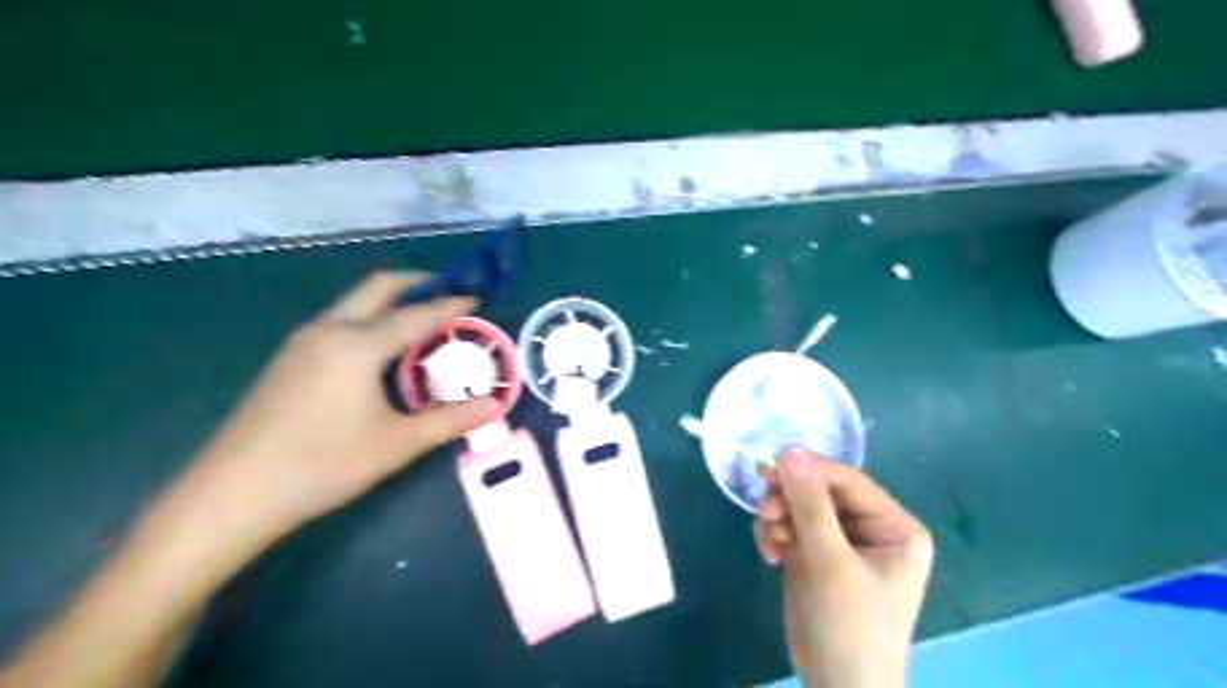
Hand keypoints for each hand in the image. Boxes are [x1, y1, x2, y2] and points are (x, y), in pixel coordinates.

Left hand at [178, 274, 502, 546]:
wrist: (232, 494)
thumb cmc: (323, 464)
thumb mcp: (397, 444)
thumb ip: (450, 420)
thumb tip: (494, 406)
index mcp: (358, 344)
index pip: (416, 314)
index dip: (450, 306)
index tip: (476, 300)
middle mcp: (329, 330)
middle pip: (377, 287)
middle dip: (415, 283)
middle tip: (446, 294)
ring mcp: (302, 342)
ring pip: (353, 303)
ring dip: (389, 302)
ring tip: (419, 322)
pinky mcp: (287, 359)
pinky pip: (338, 322)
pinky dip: (368, 320)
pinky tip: (379, 352)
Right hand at [753, 449, 934, 686]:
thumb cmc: (849, 627)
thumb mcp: (830, 562)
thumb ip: (810, 505)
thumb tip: (790, 451)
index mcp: (894, 526)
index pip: (847, 481)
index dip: (809, 472)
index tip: (769, 471)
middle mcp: (870, 528)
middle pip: (821, 492)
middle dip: (790, 500)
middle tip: (765, 509)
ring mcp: (841, 542)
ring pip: (801, 507)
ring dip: (780, 517)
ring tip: (770, 541)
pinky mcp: (816, 556)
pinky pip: (791, 527)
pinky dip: (775, 535)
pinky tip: (769, 554)